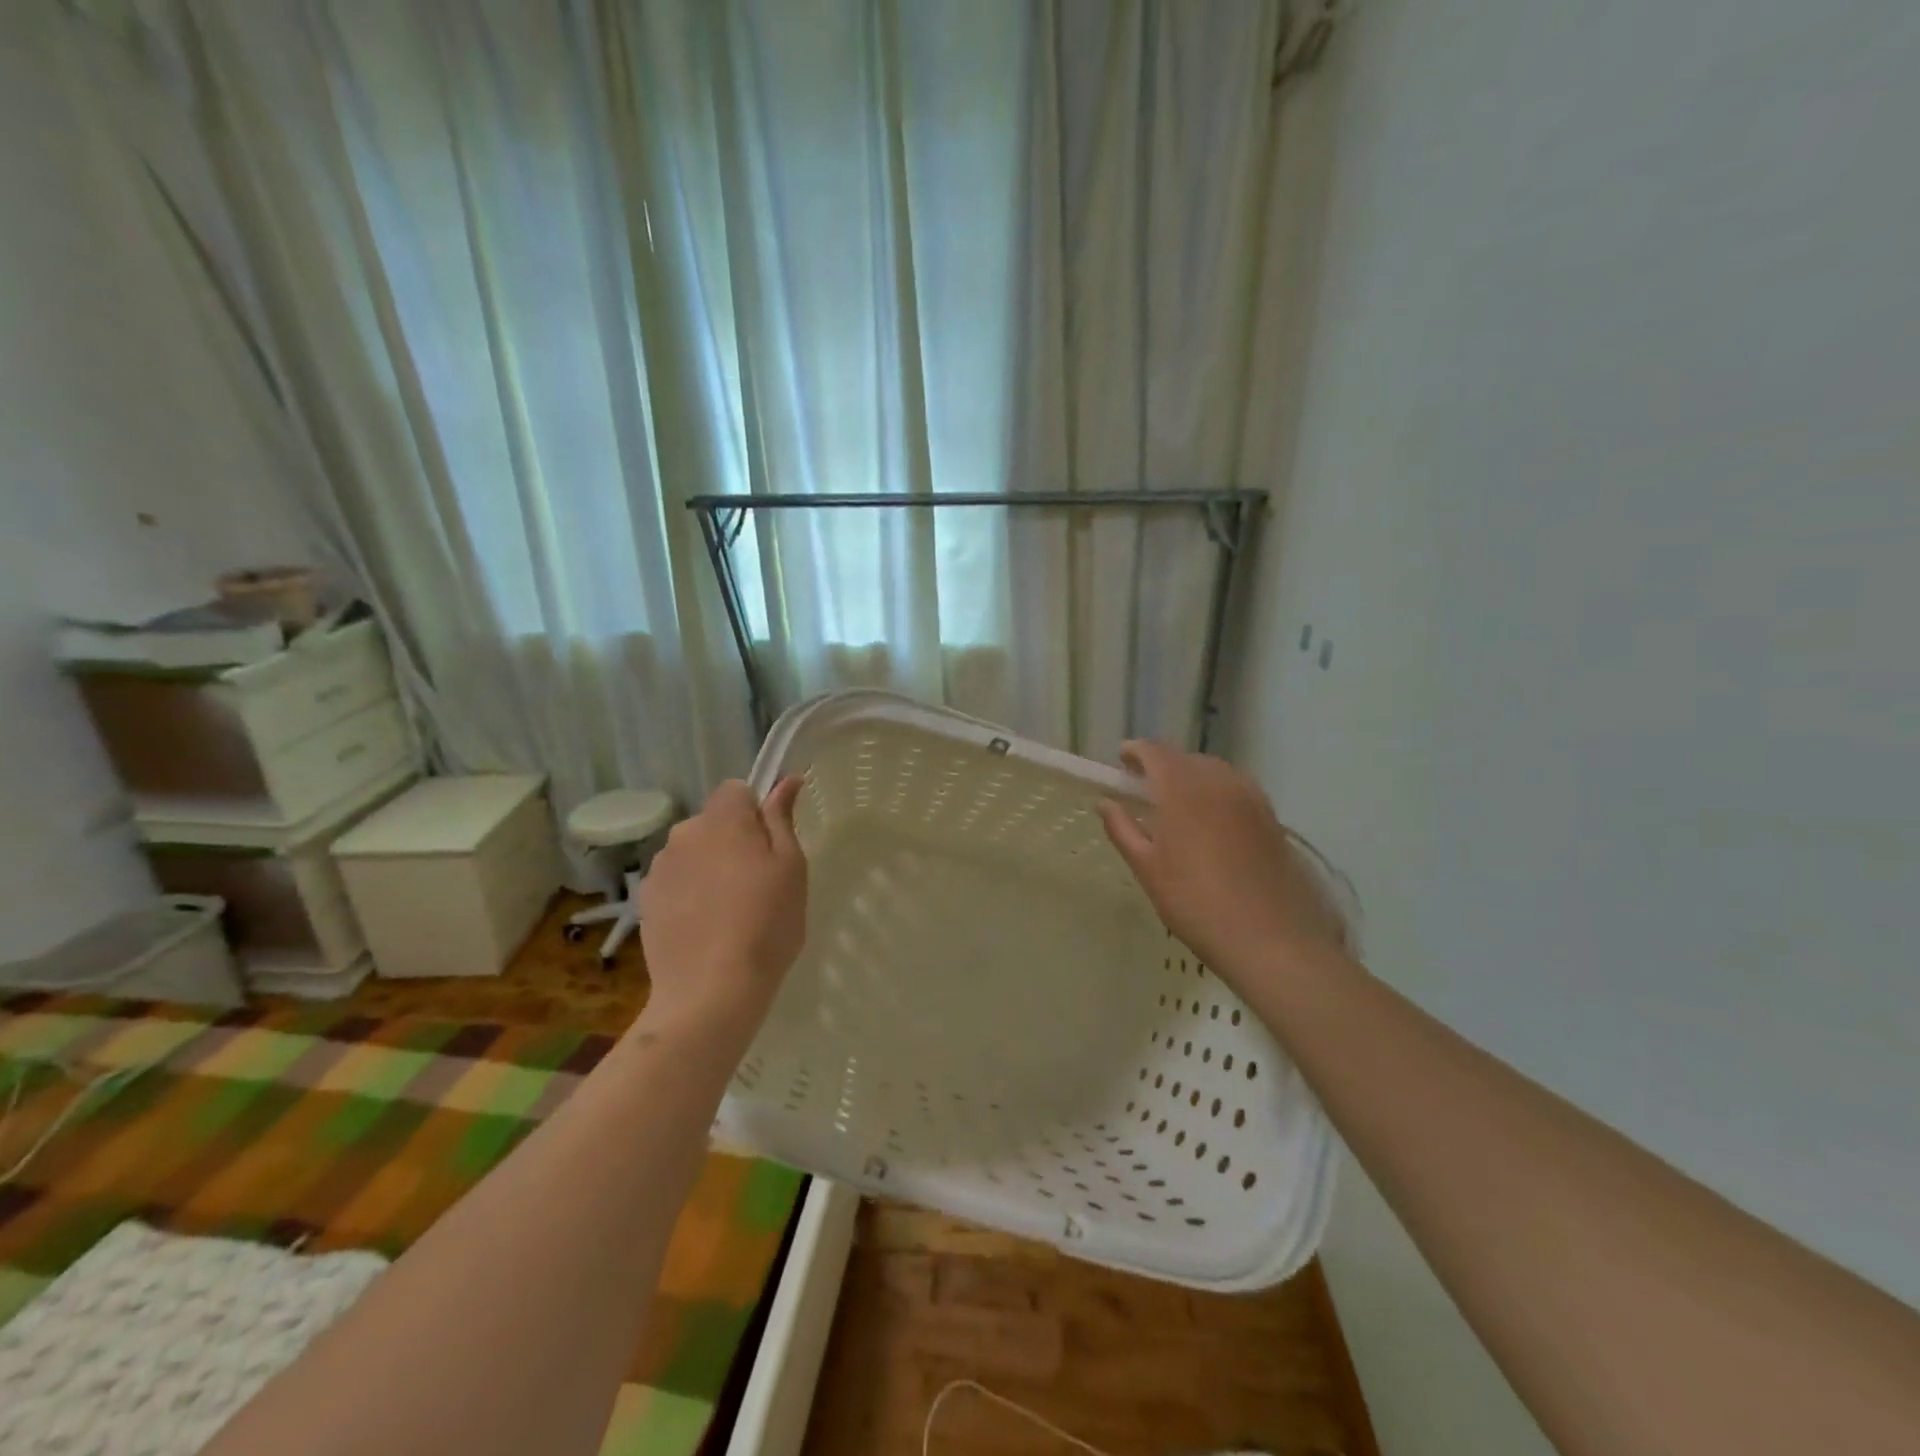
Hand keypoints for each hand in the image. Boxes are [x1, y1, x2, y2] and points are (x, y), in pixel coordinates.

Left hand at [638, 777, 806, 1032]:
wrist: (711, 991)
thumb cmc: (766, 923)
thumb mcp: (791, 867)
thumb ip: (782, 818)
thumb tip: (786, 780)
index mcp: (722, 819)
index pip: (736, 790)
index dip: (756, 812)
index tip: (771, 847)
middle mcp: (684, 834)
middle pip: (713, 822)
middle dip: (733, 840)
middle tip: (758, 883)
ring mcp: (660, 869)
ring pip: (693, 853)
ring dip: (710, 867)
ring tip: (730, 911)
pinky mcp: (646, 902)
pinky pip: (676, 883)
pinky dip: (690, 894)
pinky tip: (706, 927)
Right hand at [1098, 742, 1349, 985]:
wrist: (1269, 937)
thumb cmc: (1194, 902)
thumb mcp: (1147, 868)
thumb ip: (1122, 829)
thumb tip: (1105, 803)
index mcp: (1182, 788)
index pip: (1155, 752)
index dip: (1135, 752)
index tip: (1121, 762)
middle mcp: (1218, 781)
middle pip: (1184, 758)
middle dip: (1162, 765)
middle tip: (1144, 789)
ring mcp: (1249, 796)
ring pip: (1213, 771)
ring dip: (1190, 777)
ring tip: (1176, 804)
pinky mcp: (1270, 816)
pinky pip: (1235, 788)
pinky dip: (1216, 792)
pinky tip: (1210, 820)